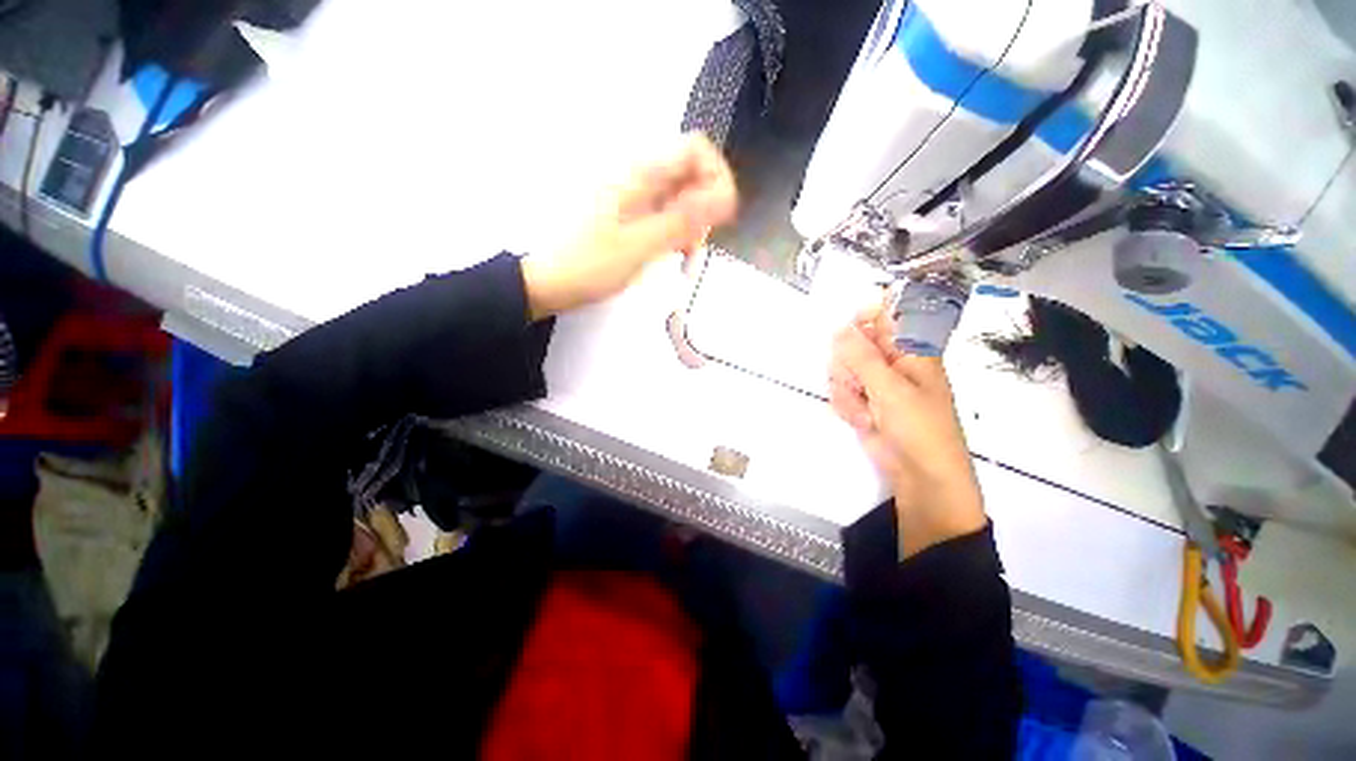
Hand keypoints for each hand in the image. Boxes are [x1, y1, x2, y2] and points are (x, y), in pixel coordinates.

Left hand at [521, 133, 737, 318]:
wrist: (551, 282)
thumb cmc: (591, 265)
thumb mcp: (640, 246)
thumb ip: (682, 220)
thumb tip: (724, 196)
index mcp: (641, 176)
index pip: (696, 149)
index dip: (717, 176)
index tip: (720, 216)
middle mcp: (641, 179)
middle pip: (692, 176)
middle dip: (706, 208)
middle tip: (698, 245)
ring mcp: (637, 199)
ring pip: (682, 200)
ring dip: (693, 227)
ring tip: (686, 260)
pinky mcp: (634, 218)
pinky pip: (667, 217)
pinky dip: (677, 236)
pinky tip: (674, 258)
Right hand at [829, 305, 985, 557]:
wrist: (919, 475)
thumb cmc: (918, 427)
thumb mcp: (890, 388)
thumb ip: (862, 357)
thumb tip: (840, 327)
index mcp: (910, 350)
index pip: (885, 316)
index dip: (862, 317)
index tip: (845, 332)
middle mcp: (890, 361)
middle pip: (853, 343)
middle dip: (848, 364)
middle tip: (857, 382)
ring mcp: (874, 383)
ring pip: (842, 368)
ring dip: (846, 389)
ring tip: (865, 409)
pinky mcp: (862, 402)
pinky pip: (841, 391)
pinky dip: (847, 406)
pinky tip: (862, 420)